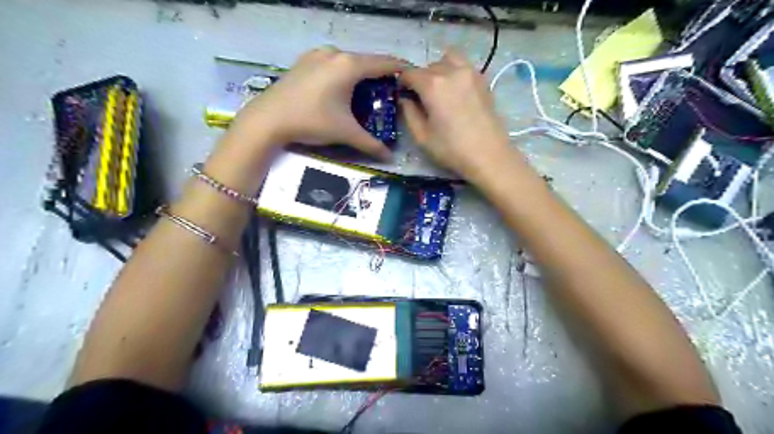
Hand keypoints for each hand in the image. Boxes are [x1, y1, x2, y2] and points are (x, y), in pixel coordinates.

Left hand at [228, 45, 406, 160]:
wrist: (268, 119)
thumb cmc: (311, 121)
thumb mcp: (345, 132)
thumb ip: (371, 144)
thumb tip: (390, 157)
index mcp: (349, 66)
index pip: (384, 63)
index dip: (400, 69)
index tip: (412, 76)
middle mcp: (335, 53)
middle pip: (366, 61)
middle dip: (380, 75)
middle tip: (390, 92)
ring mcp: (317, 54)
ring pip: (349, 61)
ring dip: (361, 74)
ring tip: (367, 92)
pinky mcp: (305, 61)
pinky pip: (333, 63)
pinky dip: (344, 73)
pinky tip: (342, 89)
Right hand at [399, 49, 519, 180]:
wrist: (489, 156)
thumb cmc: (452, 149)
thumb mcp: (422, 136)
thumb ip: (409, 113)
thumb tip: (405, 99)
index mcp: (432, 85)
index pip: (410, 73)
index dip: (402, 83)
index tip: (402, 94)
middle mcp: (451, 71)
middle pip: (429, 66)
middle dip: (421, 78)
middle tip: (421, 98)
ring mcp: (470, 73)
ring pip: (449, 59)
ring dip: (439, 69)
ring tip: (439, 90)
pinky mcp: (483, 80)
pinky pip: (464, 66)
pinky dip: (455, 72)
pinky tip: (455, 92)